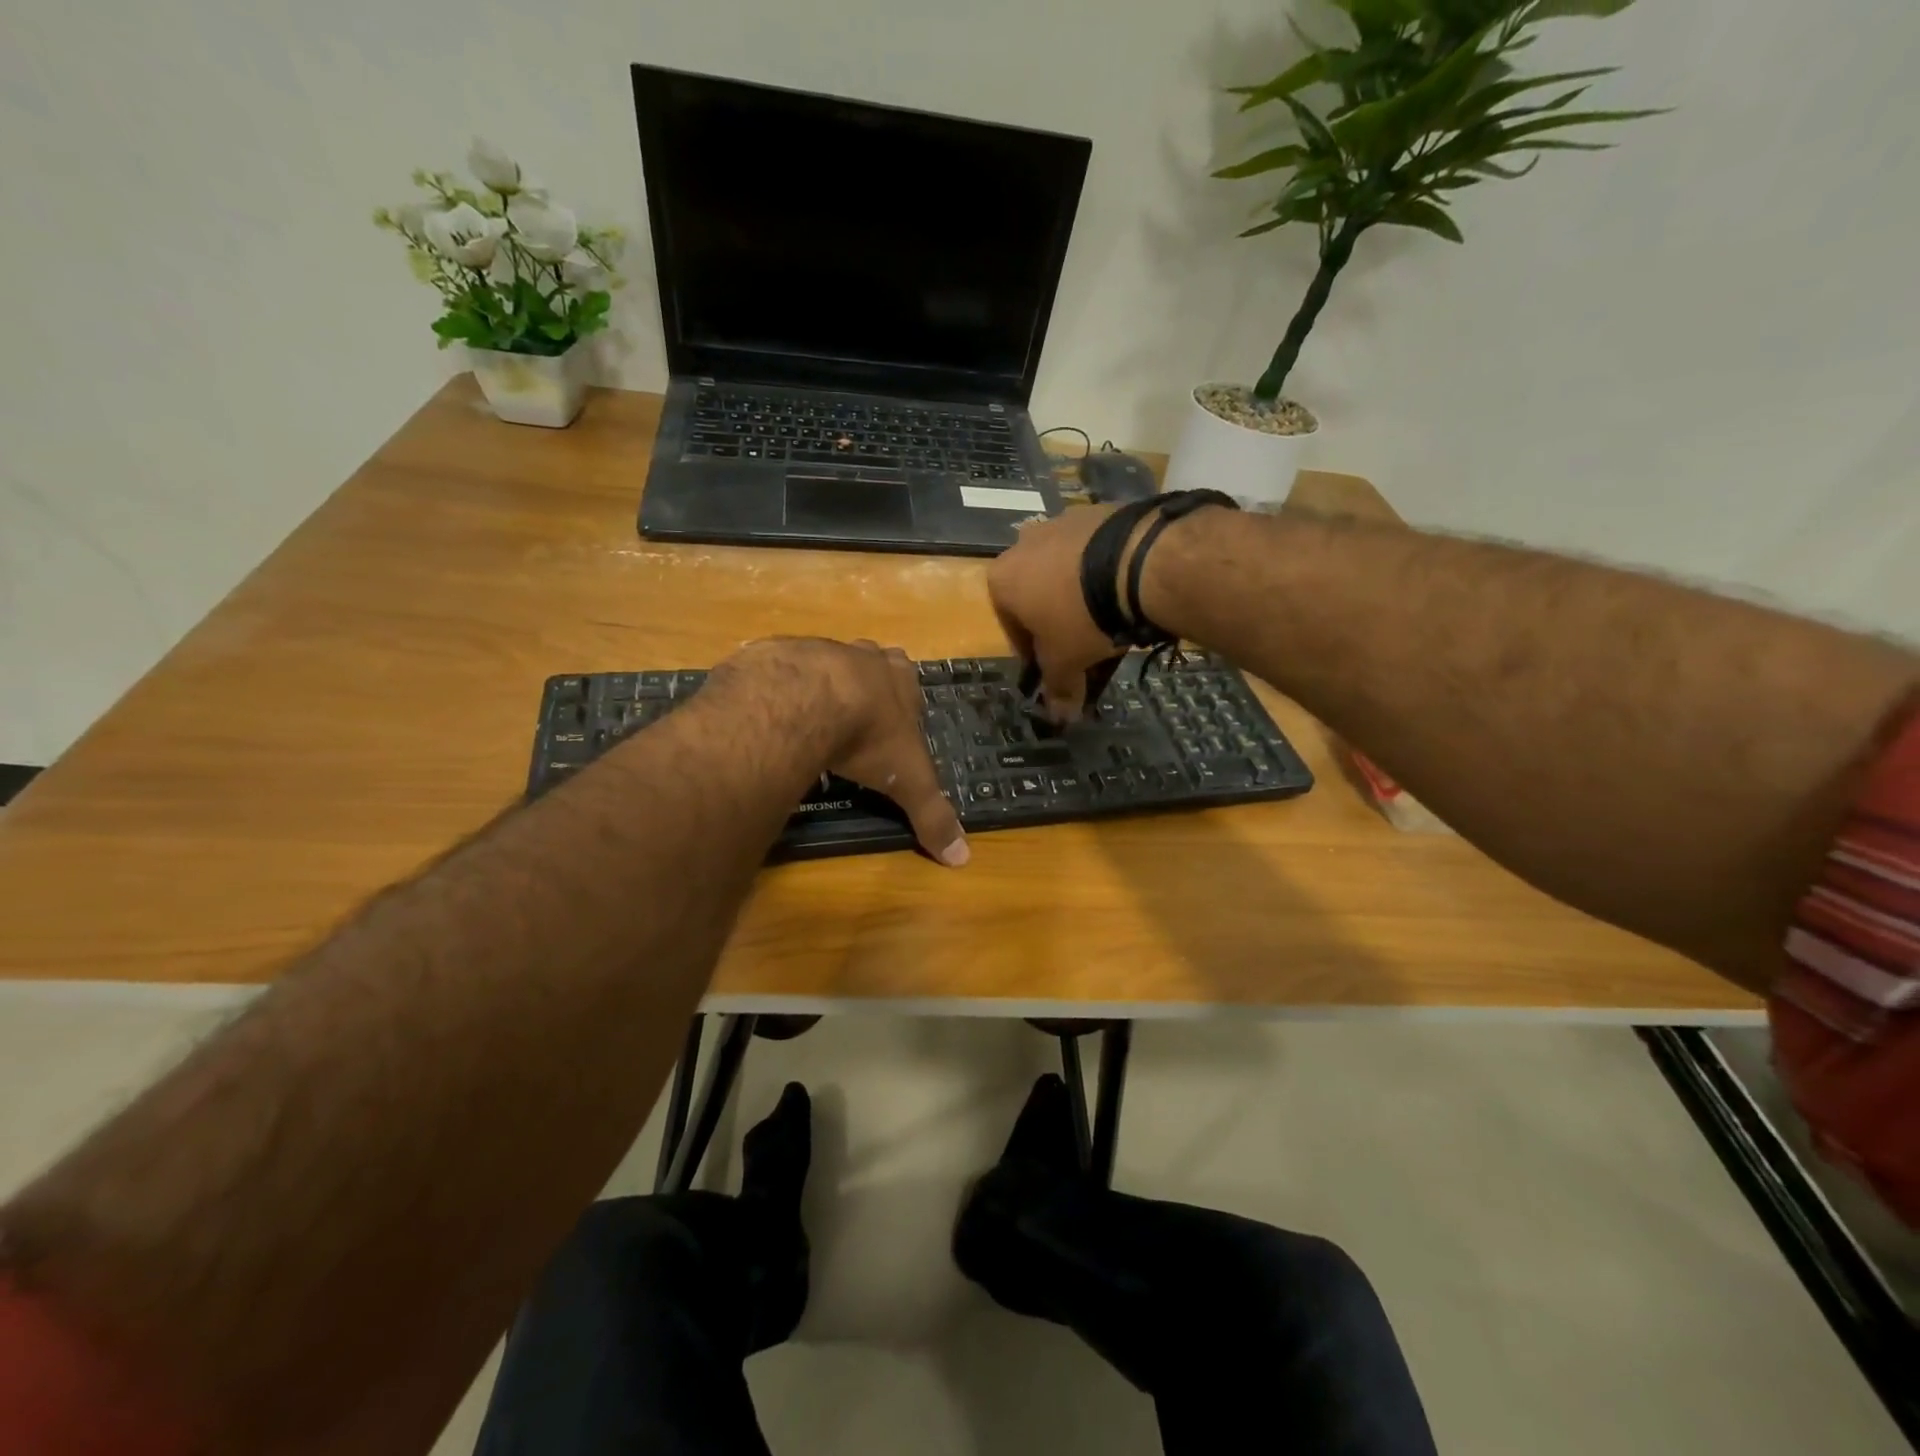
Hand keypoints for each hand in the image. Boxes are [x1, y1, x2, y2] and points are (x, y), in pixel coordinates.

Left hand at [728, 638, 969, 866]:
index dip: (902, 699)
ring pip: (824, 661)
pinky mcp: (777, 655)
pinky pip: (779, 667)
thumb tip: (962, 858)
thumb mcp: (907, 781)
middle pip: (869, 661)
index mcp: (898, 679)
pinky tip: (772, 711)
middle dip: (864, 682)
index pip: (909, 679)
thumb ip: (932, 815)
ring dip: (820, 683)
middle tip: (853, 714)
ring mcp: (818, 650)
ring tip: (809, 715)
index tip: (894, 720)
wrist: (807, 700)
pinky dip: (778, 687)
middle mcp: (862, 657)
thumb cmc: (869, 736)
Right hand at [986, 506, 1126, 720]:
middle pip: (1037, 595)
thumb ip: (1058, 688)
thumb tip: (1059, 718)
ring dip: (1081, 596)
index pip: (1011, 627)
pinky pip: (1096, 552)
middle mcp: (1023, 544)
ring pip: (1066, 571)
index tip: (1055, 668)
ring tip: (1111, 619)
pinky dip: (1105, 572)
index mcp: (1002, 580)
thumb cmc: (1082, 617)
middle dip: (1057, 622)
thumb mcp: (1066, 661)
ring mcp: (1061, 522)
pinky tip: (1127, 591)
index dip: (1033, 654)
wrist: (1137, 561)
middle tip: (1084, 645)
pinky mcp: (1099, 511)